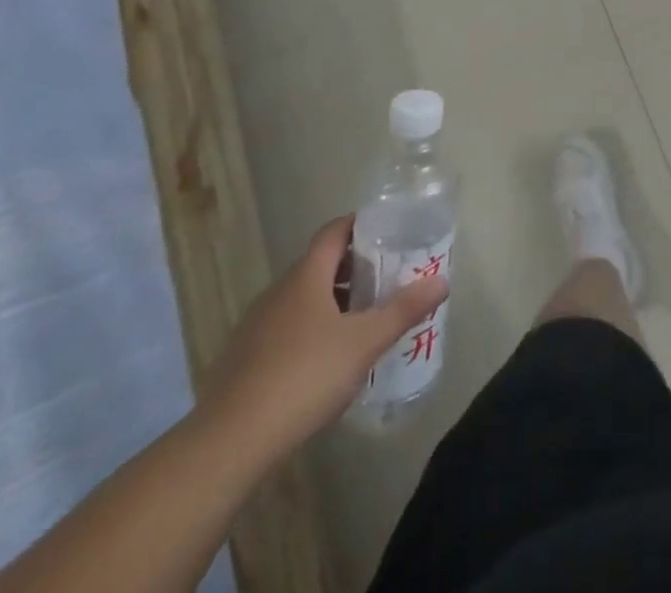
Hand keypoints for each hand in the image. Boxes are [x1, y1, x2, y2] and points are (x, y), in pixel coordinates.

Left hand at [197, 215, 447, 463]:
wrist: (228, 444)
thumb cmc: (304, 377)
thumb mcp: (365, 342)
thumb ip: (404, 310)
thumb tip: (442, 281)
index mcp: (306, 276)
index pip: (334, 231)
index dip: (361, 225)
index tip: (389, 232)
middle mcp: (278, 292)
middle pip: (320, 264)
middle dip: (354, 268)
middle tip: (387, 279)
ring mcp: (256, 326)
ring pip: (302, 299)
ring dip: (333, 301)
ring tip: (363, 321)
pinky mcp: (243, 360)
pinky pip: (286, 329)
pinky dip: (310, 330)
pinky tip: (326, 361)